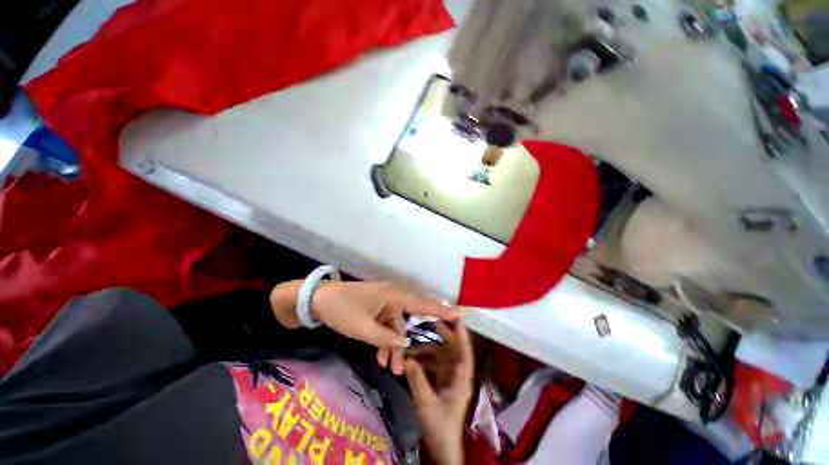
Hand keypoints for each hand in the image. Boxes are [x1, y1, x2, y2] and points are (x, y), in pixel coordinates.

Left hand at [270, 280, 459, 374]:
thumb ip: (385, 338)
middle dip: (408, 343)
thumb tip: (404, 345)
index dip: (440, 310)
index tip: (459, 314)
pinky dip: (384, 341)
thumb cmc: (342, 310)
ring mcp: (384, 304)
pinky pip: (386, 326)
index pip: (421, 303)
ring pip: (396, 327)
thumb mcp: (362, 328)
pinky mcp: (376, 310)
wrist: (319, 301)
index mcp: (393, 295)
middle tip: (412, 363)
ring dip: (393, 347)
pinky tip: (381, 358)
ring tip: (391, 369)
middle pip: (408, 321)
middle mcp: (392, 297)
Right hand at [405, 321, 473, 464]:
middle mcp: (457, 373)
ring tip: (414, 337)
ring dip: (428, 346)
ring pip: (440, 354)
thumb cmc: (440, 427)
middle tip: (429, 319)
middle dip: (442, 333)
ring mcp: (448, 376)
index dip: (462, 333)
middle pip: (452, 347)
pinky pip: (432, 362)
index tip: (456, 316)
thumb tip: (407, 359)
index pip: (465, 351)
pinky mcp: (440, 380)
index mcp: (462, 378)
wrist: (441, 447)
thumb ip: (418, 381)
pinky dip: (423, 358)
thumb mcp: (428, 405)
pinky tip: (410, 356)